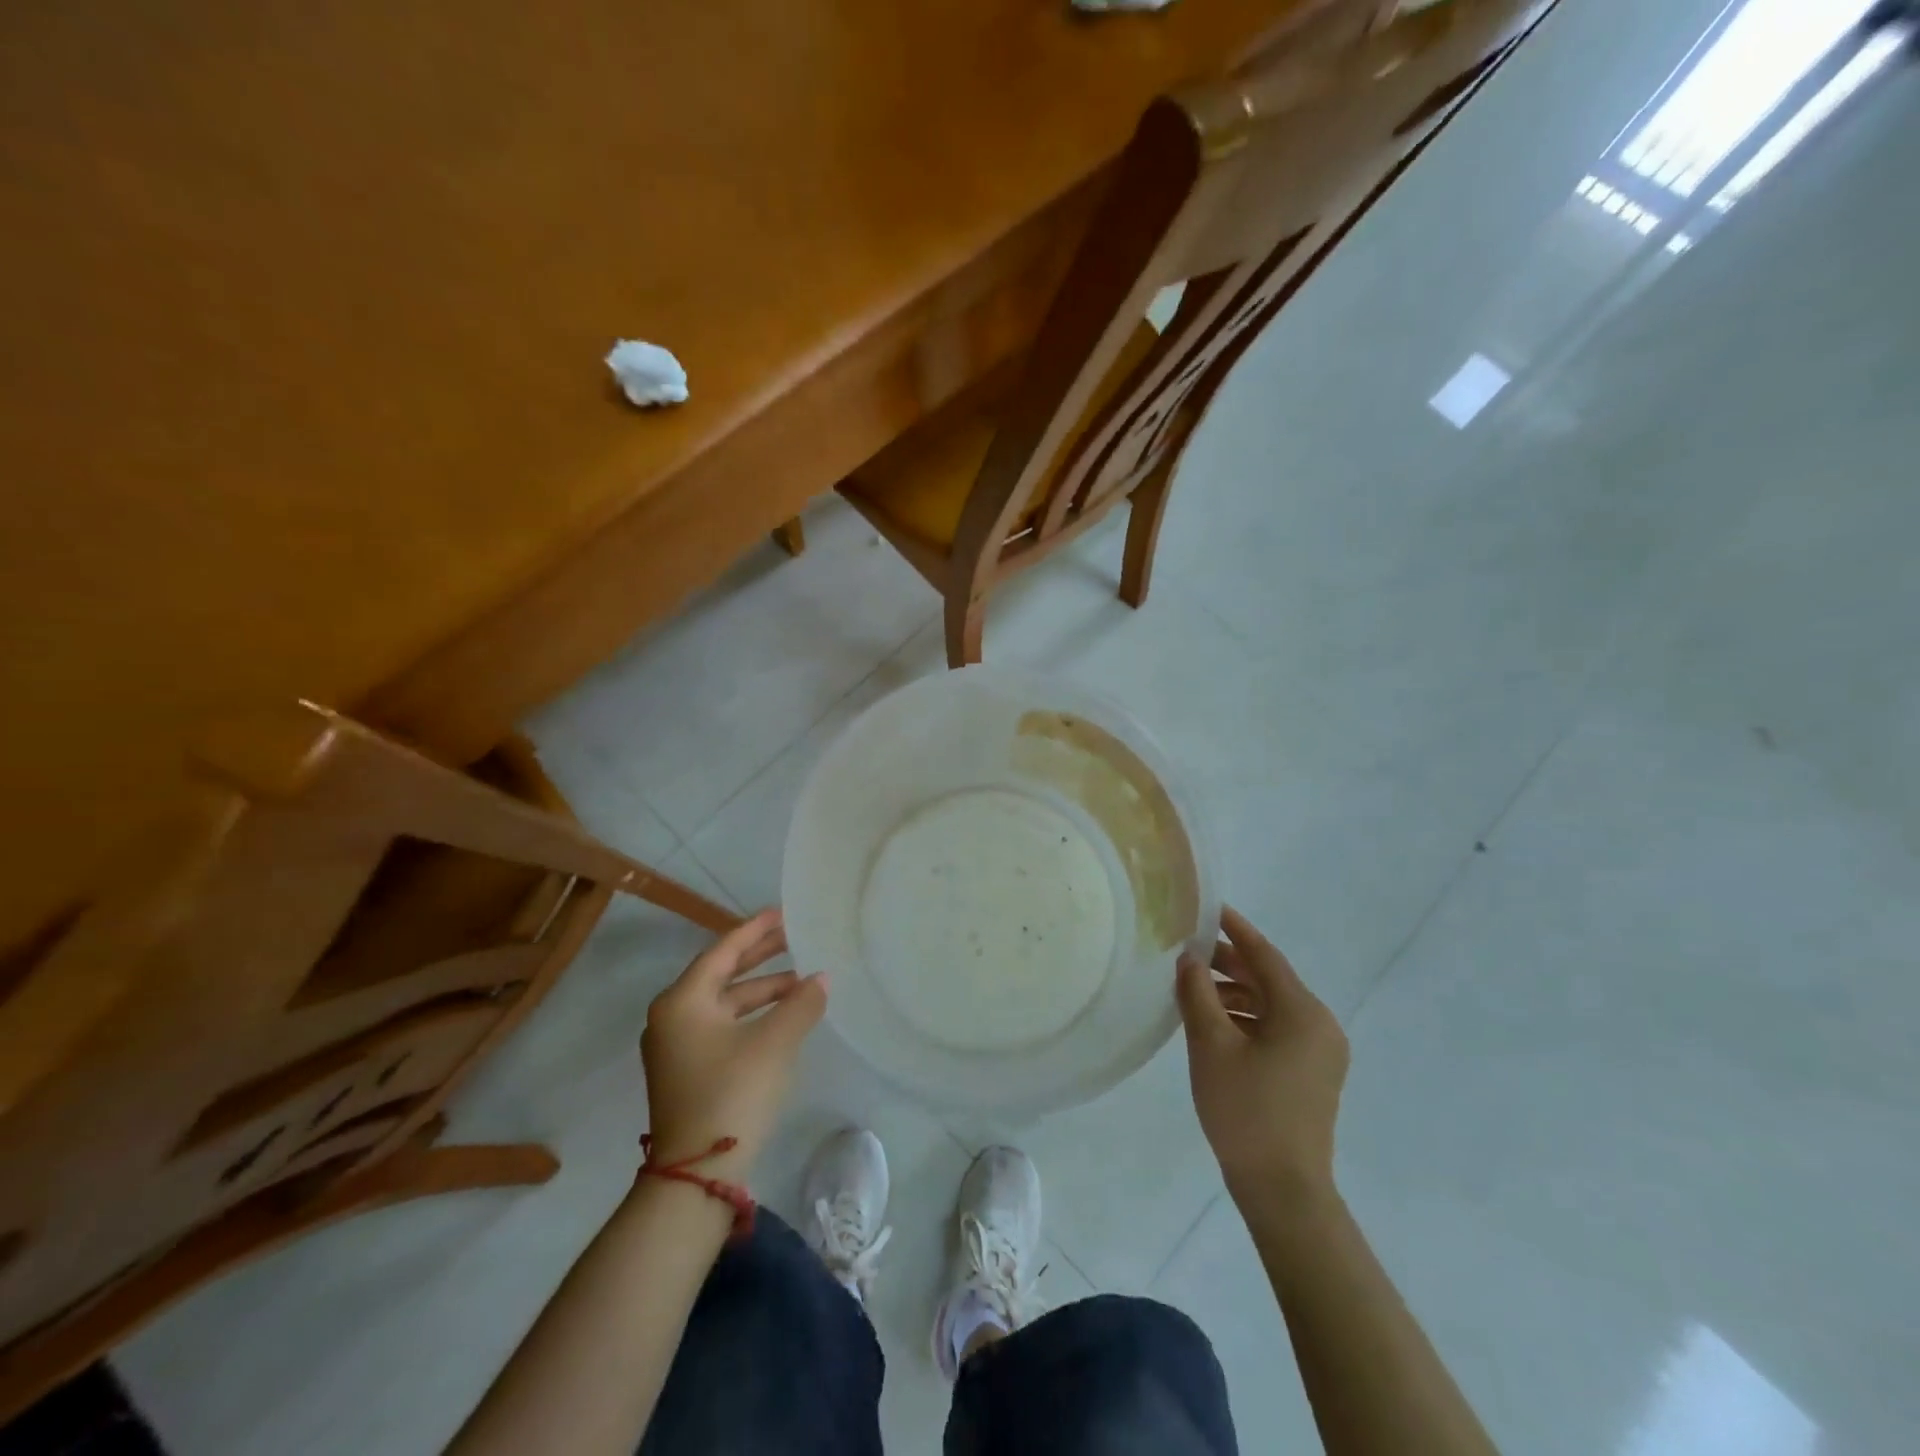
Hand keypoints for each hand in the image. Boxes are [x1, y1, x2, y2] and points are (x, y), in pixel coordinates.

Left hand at [640, 908, 826, 1180]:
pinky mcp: (689, 1071)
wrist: (697, 1175)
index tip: (782, 912)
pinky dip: (754, 1016)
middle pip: (723, 974)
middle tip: (795, 936)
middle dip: (761, 956)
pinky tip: (784, 1017)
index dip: (755, 930)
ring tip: (803, 981)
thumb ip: (801, 1003)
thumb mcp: (774, 1043)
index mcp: (682, 1001)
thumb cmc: (732, 1093)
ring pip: (726, 1004)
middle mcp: (673, 1017)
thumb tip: (821, 979)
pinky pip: (725, 1027)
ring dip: (763, 991)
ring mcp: (678, 1047)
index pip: (723, 951)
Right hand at [1176, 906, 1348, 1208]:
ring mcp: (1320, 1052)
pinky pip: (1277, 1029)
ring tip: (1193, 990)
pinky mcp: (1312, 1074)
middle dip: (1228, 963)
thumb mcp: (1211, 1044)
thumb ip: (1197, 993)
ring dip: (1234, 993)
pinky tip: (1214, 1023)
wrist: (1283, 1190)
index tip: (1209, 908)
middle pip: (1269, 979)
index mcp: (1302, 1012)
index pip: (1265, 955)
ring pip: (1271, 1005)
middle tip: (1188, 952)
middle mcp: (1320, 1024)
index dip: (1235, 929)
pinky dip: (1246, 1018)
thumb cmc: (1246, 1110)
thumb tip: (1189, 959)